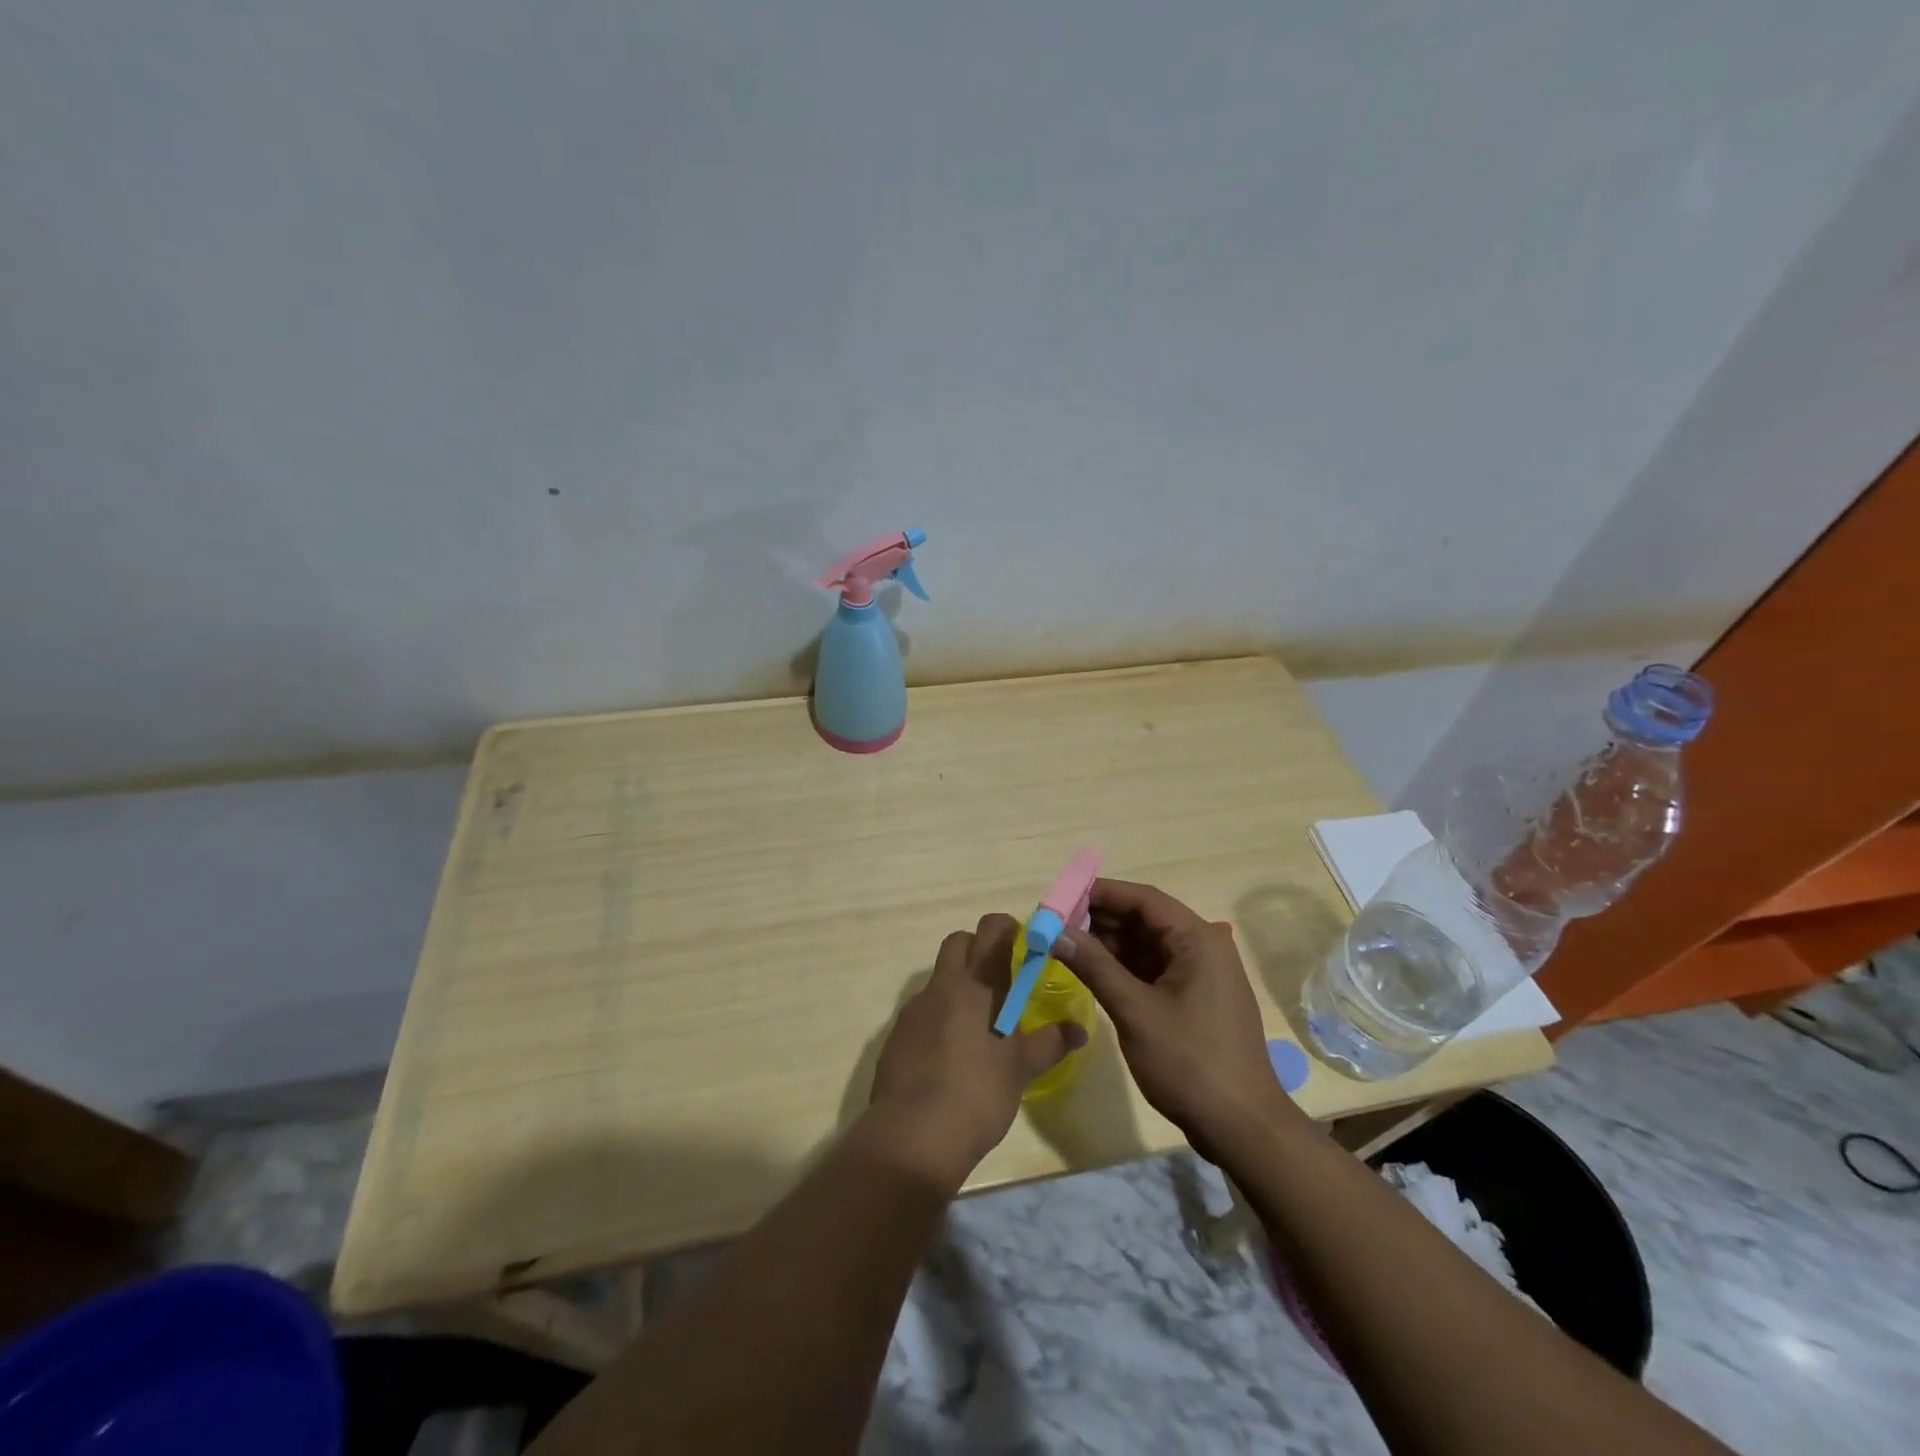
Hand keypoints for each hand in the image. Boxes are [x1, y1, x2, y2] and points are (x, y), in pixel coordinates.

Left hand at [867, 913, 1087, 1188]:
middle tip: (1001, 980)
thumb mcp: (1021, 1069)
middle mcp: (943, 985)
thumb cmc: (978, 1093)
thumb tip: (1078, 1030)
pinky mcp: (896, 1035)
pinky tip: (950, 1054)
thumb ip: (1050, 1043)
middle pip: (958, 942)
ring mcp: (914, 1008)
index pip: (992, 928)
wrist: (914, 1135)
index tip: (1024, 946)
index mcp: (977, 983)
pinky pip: (922, 1011)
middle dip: (978, 949)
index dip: (1008, 928)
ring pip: (938, 977)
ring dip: (957, 986)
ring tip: (979, 1025)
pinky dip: (938, 1018)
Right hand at [1052, 879, 1299, 1154]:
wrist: (1241, 1127)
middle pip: (1145, 919)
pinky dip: (1123, 967)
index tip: (1063, 896)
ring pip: (1147, 945)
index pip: (1145, 899)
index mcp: (1198, 940)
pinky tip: (1092, 970)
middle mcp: (1202, 948)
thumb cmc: (1190, 1062)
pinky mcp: (1193, 999)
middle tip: (1057, 923)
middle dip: (1101, 919)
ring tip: (1066, 944)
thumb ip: (1094, 966)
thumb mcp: (1135, 1011)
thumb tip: (1055, 931)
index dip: (1102, 893)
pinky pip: (1153, 969)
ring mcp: (1200, 975)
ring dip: (1109, 943)